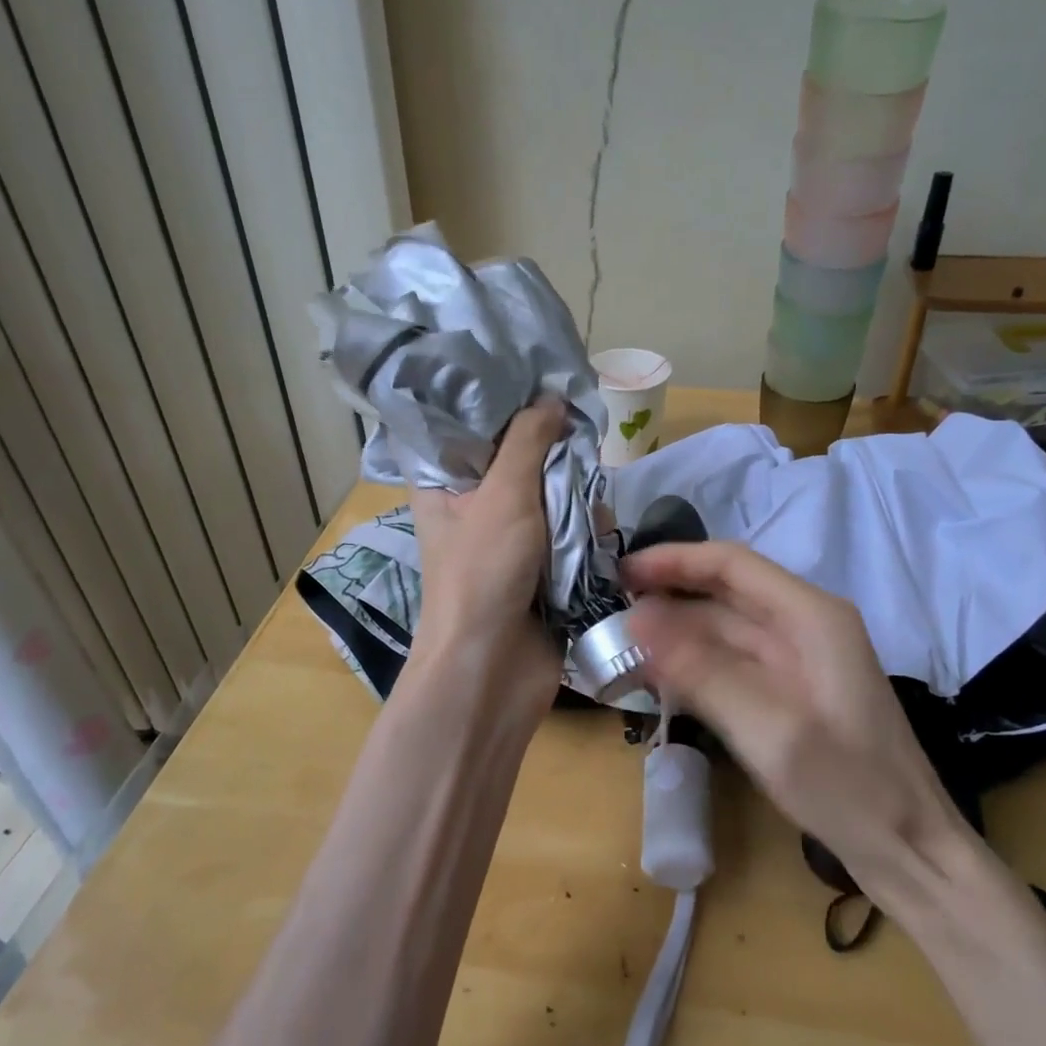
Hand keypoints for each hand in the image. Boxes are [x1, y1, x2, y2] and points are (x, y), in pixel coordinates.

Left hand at [407, 398, 566, 695]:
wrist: (493, 668)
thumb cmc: (482, 574)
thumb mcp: (503, 495)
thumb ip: (528, 441)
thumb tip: (552, 398)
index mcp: (444, 484)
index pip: (467, 426)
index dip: (500, 401)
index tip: (539, 377)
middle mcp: (474, 505)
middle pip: (519, 456)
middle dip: (553, 451)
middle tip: (580, 437)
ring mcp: (510, 537)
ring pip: (552, 492)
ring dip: (576, 494)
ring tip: (590, 503)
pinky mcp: (542, 564)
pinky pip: (570, 529)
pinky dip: (587, 528)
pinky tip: (601, 530)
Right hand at [624, 541, 970, 881]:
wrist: (909, 850)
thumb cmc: (847, 787)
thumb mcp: (769, 729)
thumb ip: (701, 670)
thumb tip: (637, 618)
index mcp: (811, 616)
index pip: (731, 564)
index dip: (673, 560)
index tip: (621, 573)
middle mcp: (804, 625)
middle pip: (725, 591)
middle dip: (668, 594)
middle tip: (610, 607)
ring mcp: (798, 659)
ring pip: (724, 627)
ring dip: (676, 631)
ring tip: (621, 642)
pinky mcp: (790, 690)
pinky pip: (731, 661)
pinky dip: (693, 662)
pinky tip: (657, 675)